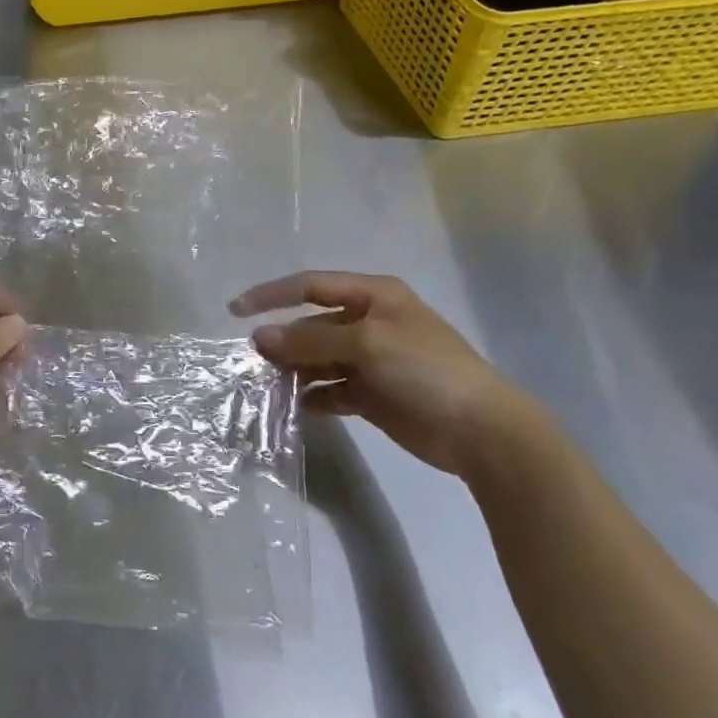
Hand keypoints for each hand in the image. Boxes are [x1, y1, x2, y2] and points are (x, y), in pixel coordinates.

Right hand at [231, 271, 535, 476]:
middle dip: (283, 339)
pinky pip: (331, 389)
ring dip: (294, 369)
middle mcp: (368, 322)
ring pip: (318, 358)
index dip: (271, 294)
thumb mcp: (366, 344)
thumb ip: (310, 339)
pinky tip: (295, 407)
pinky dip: (312, 396)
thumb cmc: (425, 370)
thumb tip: (260, 336)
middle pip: (312, 324)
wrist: (481, 431)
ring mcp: (370, 360)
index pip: (310, 285)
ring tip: (268, 385)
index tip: (235, 310)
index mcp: (373, 296)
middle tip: (253, 360)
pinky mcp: (372, 394)